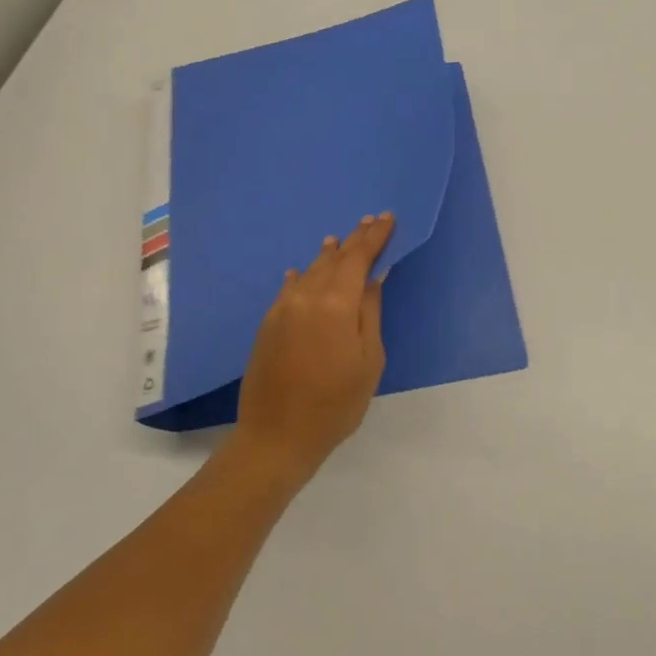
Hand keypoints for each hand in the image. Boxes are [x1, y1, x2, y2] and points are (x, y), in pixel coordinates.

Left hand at [234, 213, 393, 481]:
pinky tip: (303, 273)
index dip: (374, 237)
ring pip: (310, 271)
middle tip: (370, 222)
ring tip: (340, 240)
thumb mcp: (368, 360)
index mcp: (335, 303)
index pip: (358, 258)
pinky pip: (290, 288)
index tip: (387, 219)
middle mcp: (305, 297)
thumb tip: (374, 277)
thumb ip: (370, 312)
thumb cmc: (336, 403)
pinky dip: (303, 276)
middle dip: (354, 240)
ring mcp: (282, 309)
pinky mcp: (268, 324)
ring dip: (328, 255)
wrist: (276, 436)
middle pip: (333, 259)